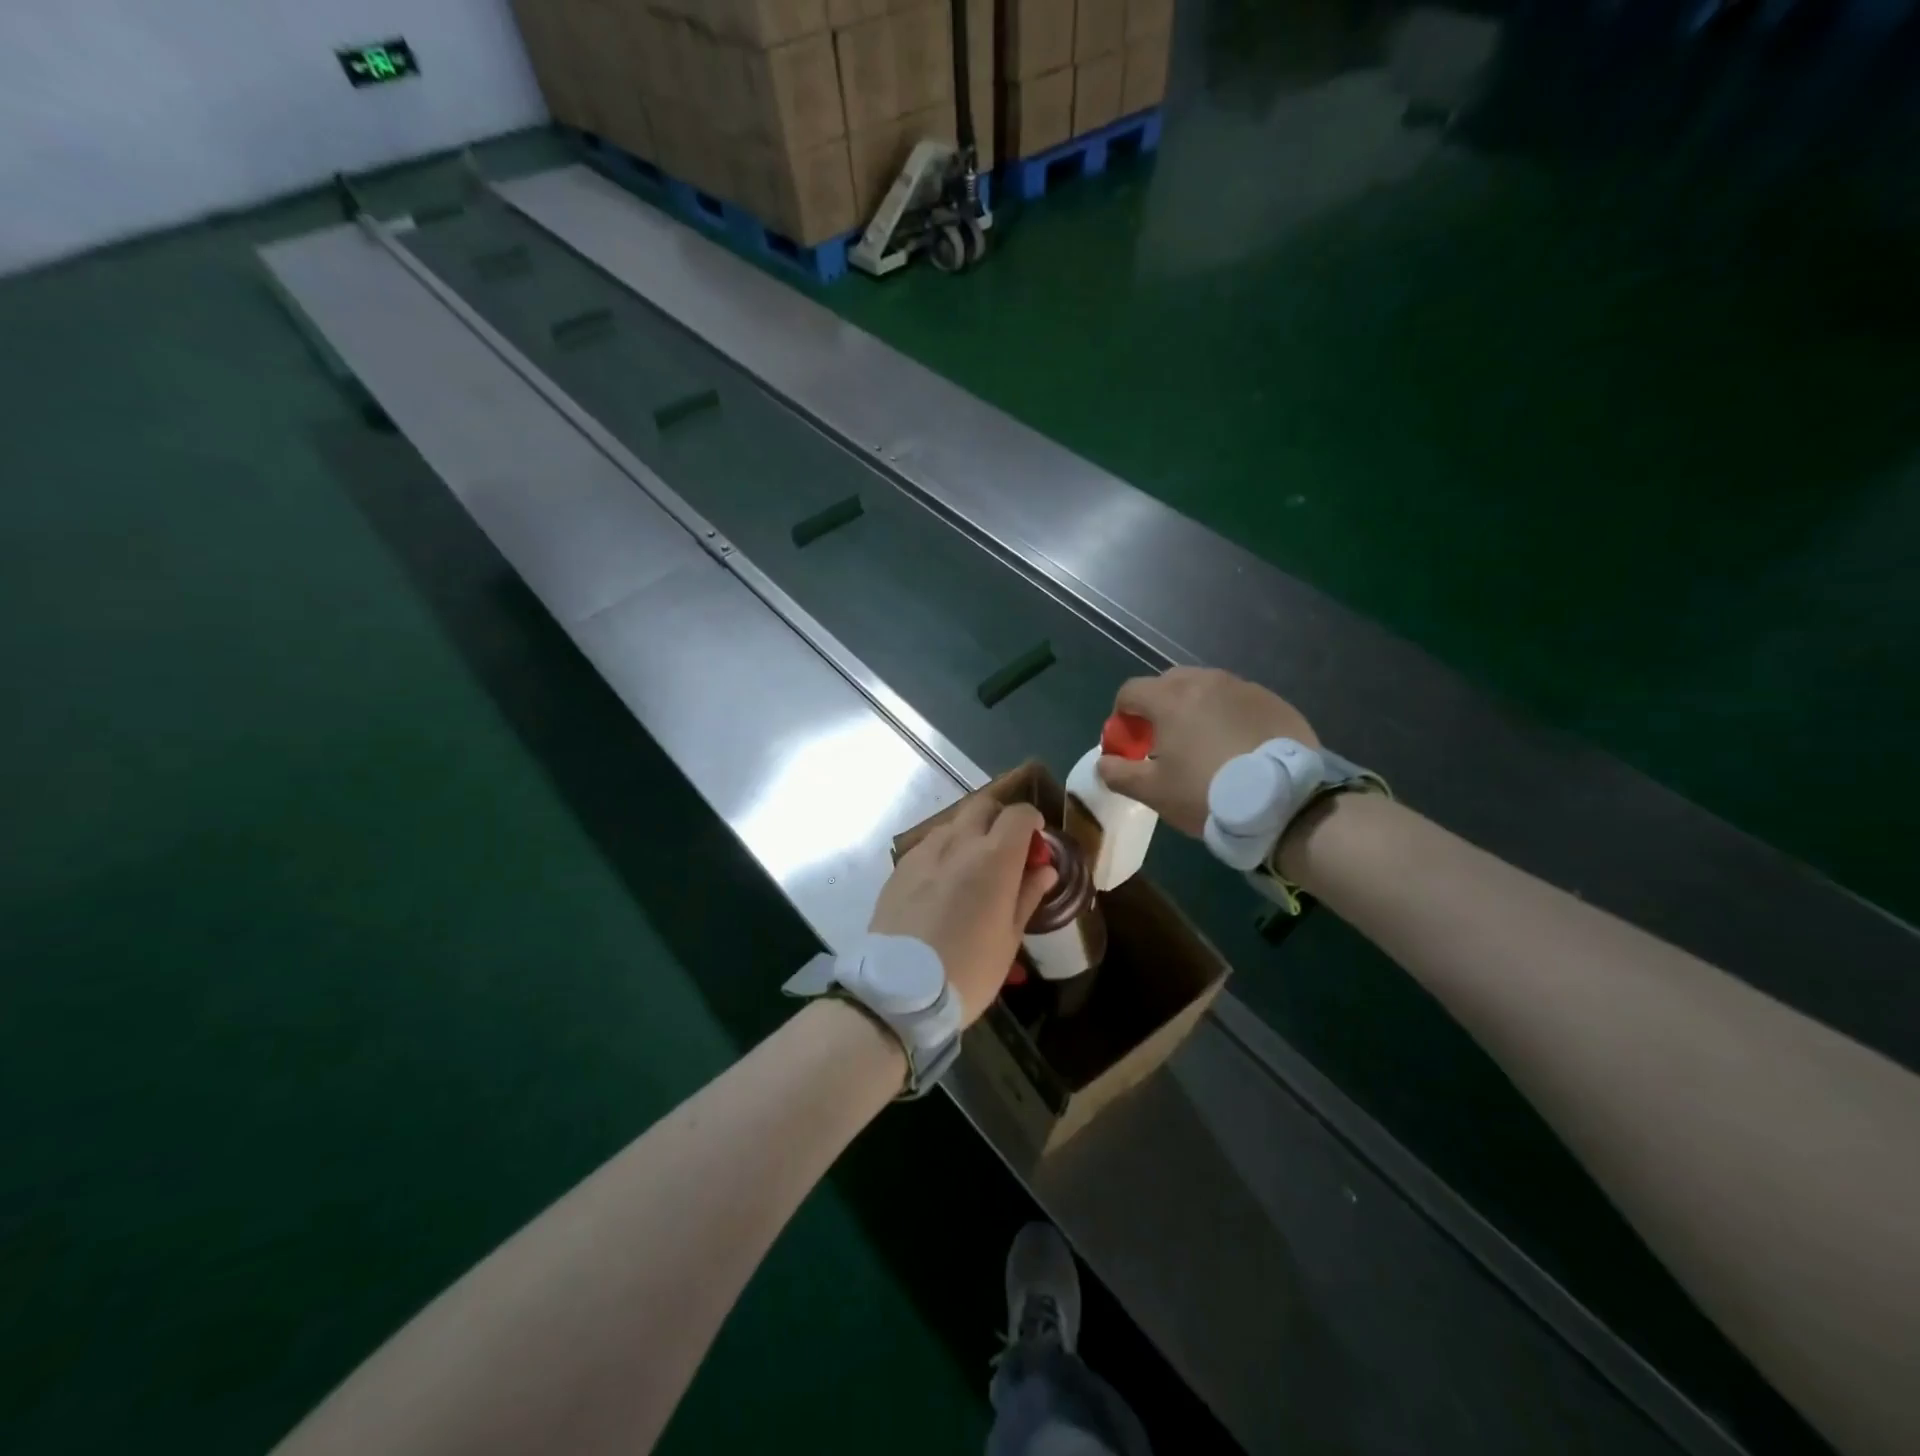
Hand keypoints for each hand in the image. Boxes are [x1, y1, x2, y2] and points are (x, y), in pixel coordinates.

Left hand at [869, 798, 1056, 1023]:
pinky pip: (929, 845)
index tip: (1036, 843)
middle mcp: (959, 842)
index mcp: (995, 858)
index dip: (1033, 822)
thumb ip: (1027, 895)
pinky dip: (944, 852)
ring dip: (969, 834)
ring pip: (953, 823)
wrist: (899, 989)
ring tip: (972, 869)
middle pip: (983, 806)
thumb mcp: (1009, 939)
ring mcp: (925, 851)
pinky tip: (943, 884)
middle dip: (999, 819)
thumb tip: (1044, 869)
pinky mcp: (900, 867)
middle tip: (1006, 851)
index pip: (1019, 815)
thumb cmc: (968, 969)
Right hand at [1096, 668, 1318, 835]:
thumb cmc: (1206, 793)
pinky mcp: (1275, 702)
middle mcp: (1206, 682)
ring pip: (1207, 689)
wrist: (1284, 802)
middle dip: (1159, 706)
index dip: (1122, 715)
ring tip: (1205, 745)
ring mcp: (1244, 688)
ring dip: (1196, 709)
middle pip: (1169, 683)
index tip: (1130, 742)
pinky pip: (1240, 701)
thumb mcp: (1153, 792)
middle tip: (1165, 741)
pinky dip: (1229, 716)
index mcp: (1170, 698)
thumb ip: (1118, 773)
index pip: (1130, 691)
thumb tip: (1103, 762)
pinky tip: (1239, 748)